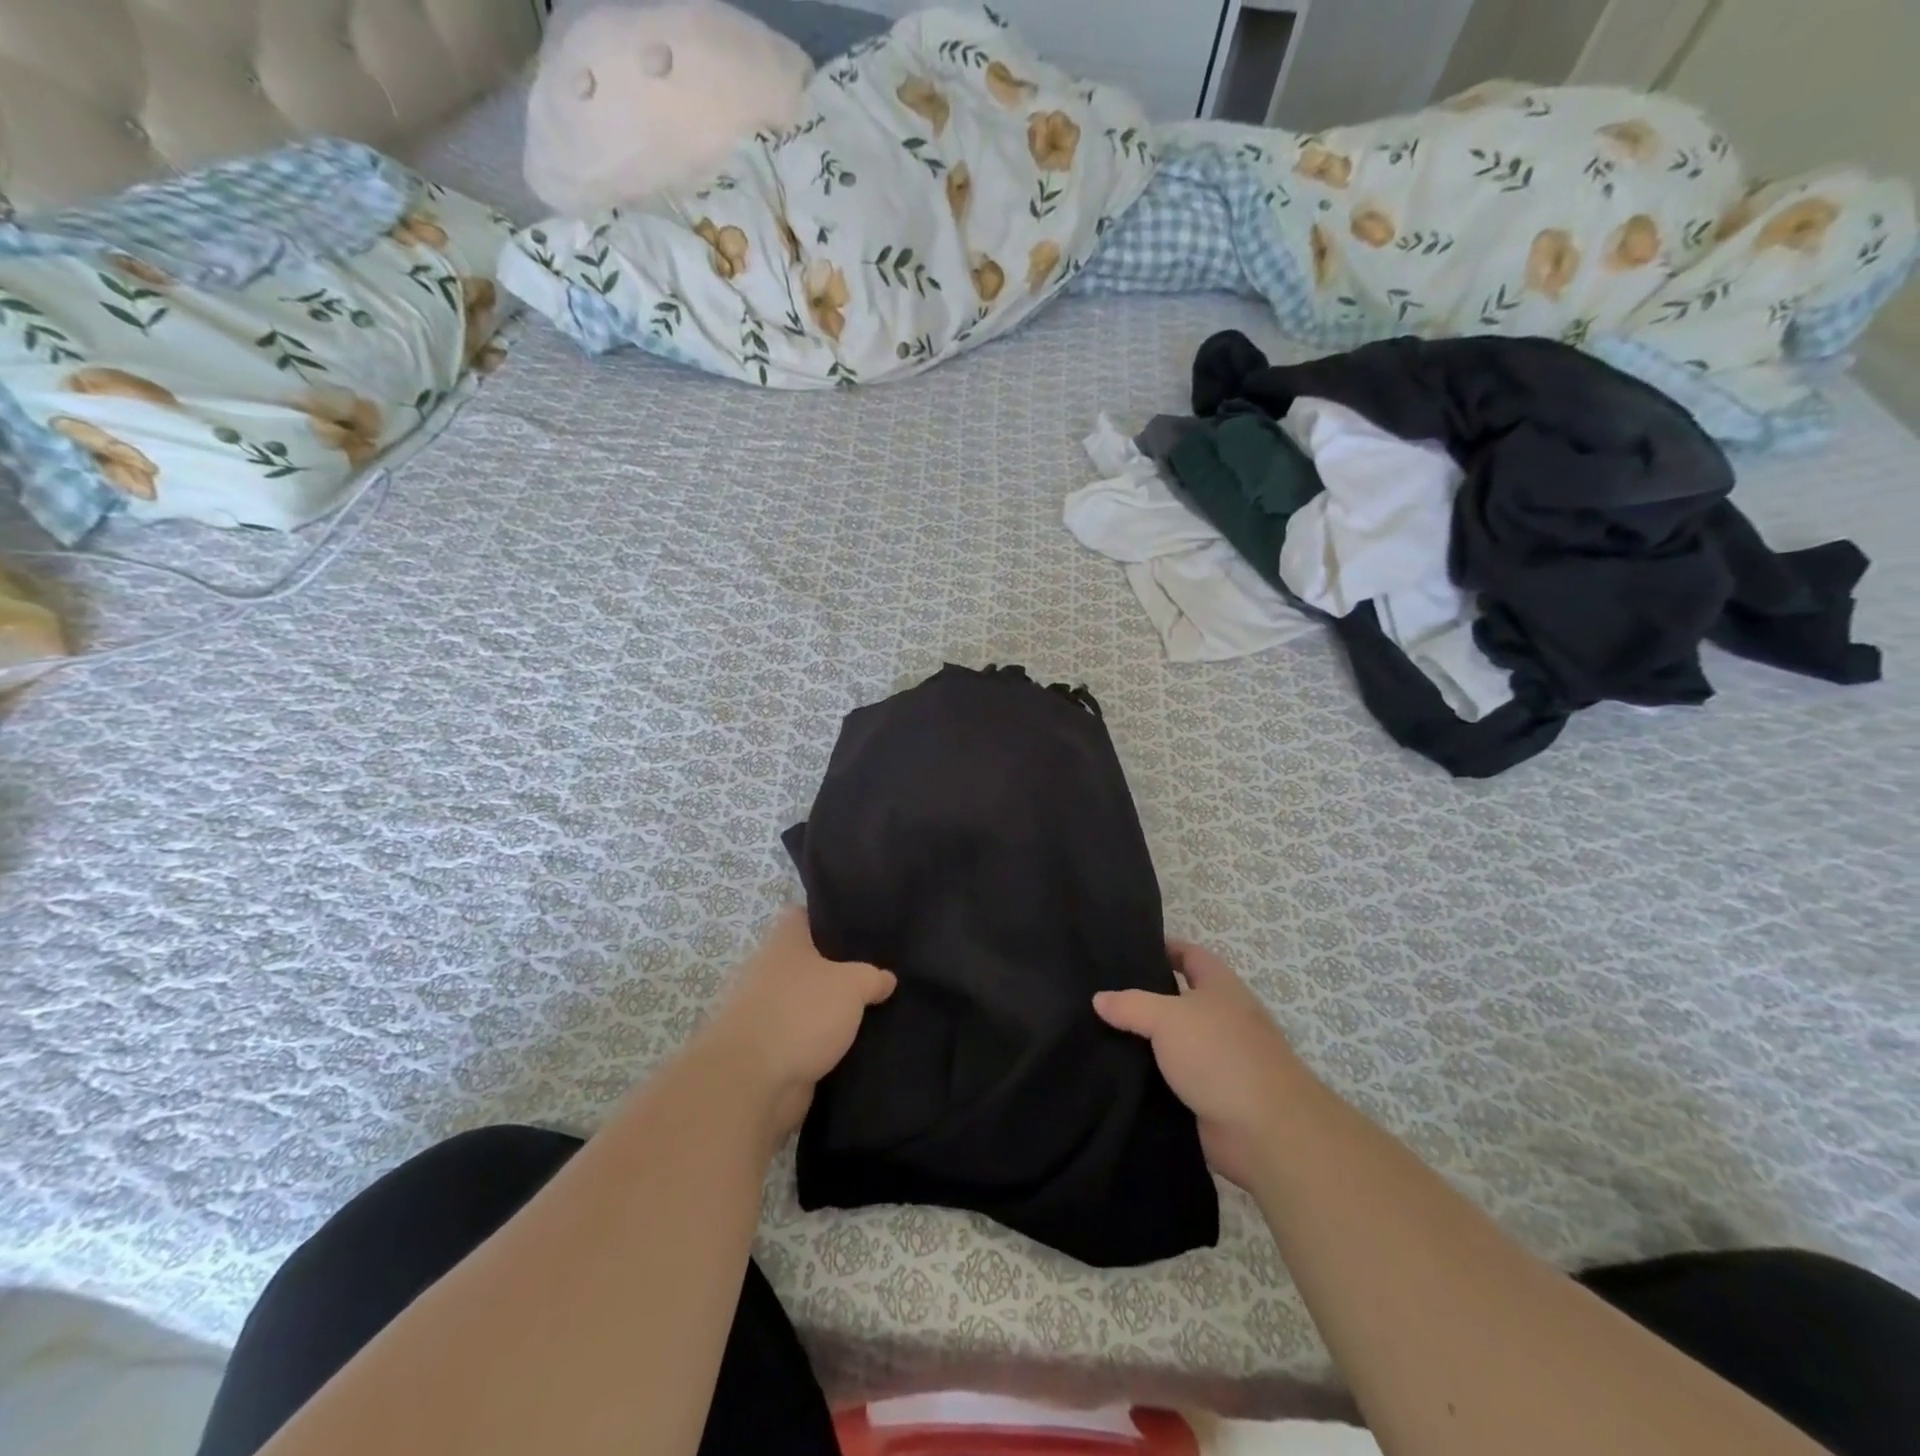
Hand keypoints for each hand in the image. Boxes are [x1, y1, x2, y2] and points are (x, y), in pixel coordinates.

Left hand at [700, 907, 895, 1140]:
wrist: (753, 1082)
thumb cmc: (802, 1013)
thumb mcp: (852, 985)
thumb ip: (872, 977)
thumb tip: (886, 978)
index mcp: (783, 942)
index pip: (802, 915)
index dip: (828, 916)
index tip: (858, 924)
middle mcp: (769, 970)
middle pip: (805, 960)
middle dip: (836, 967)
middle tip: (875, 971)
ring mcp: (765, 1011)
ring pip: (805, 1000)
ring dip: (829, 1008)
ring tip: (872, 1009)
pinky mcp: (768, 1049)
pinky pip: (802, 1036)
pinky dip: (821, 1041)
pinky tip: (854, 1044)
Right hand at [1094, 941, 1312, 1190]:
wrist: (1265, 1132)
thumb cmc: (1220, 1055)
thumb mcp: (1168, 1018)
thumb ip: (1131, 1005)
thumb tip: (1099, 998)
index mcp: (1221, 986)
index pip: (1190, 954)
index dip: (1162, 947)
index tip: (1125, 949)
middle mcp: (1222, 1017)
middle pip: (1179, 997)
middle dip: (1144, 995)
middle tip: (1100, 993)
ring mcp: (1219, 1059)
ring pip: (1173, 1040)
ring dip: (1144, 1040)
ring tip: (1098, 1032)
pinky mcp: (1211, 1096)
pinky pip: (1173, 1077)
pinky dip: (1150, 1076)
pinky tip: (1117, 1074)